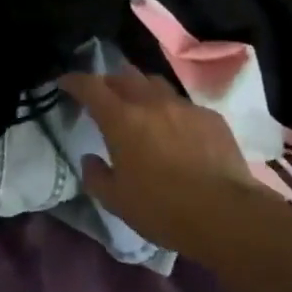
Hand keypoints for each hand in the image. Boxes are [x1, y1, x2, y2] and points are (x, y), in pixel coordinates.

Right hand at [59, 69, 266, 255]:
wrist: (225, 214)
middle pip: (124, 77)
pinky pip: (183, 105)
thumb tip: (91, 159)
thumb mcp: (116, 200)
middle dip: (108, 82)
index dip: (74, 81)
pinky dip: (170, 110)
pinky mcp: (211, 118)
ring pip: (156, 85)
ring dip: (140, 89)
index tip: (65, 83)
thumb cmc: (162, 208)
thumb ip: (96, 176)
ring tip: (137, 104)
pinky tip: (174, 129)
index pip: (91, 87)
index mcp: (121, 120)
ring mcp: (185, 108)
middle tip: (102, 95)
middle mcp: (152, 104)